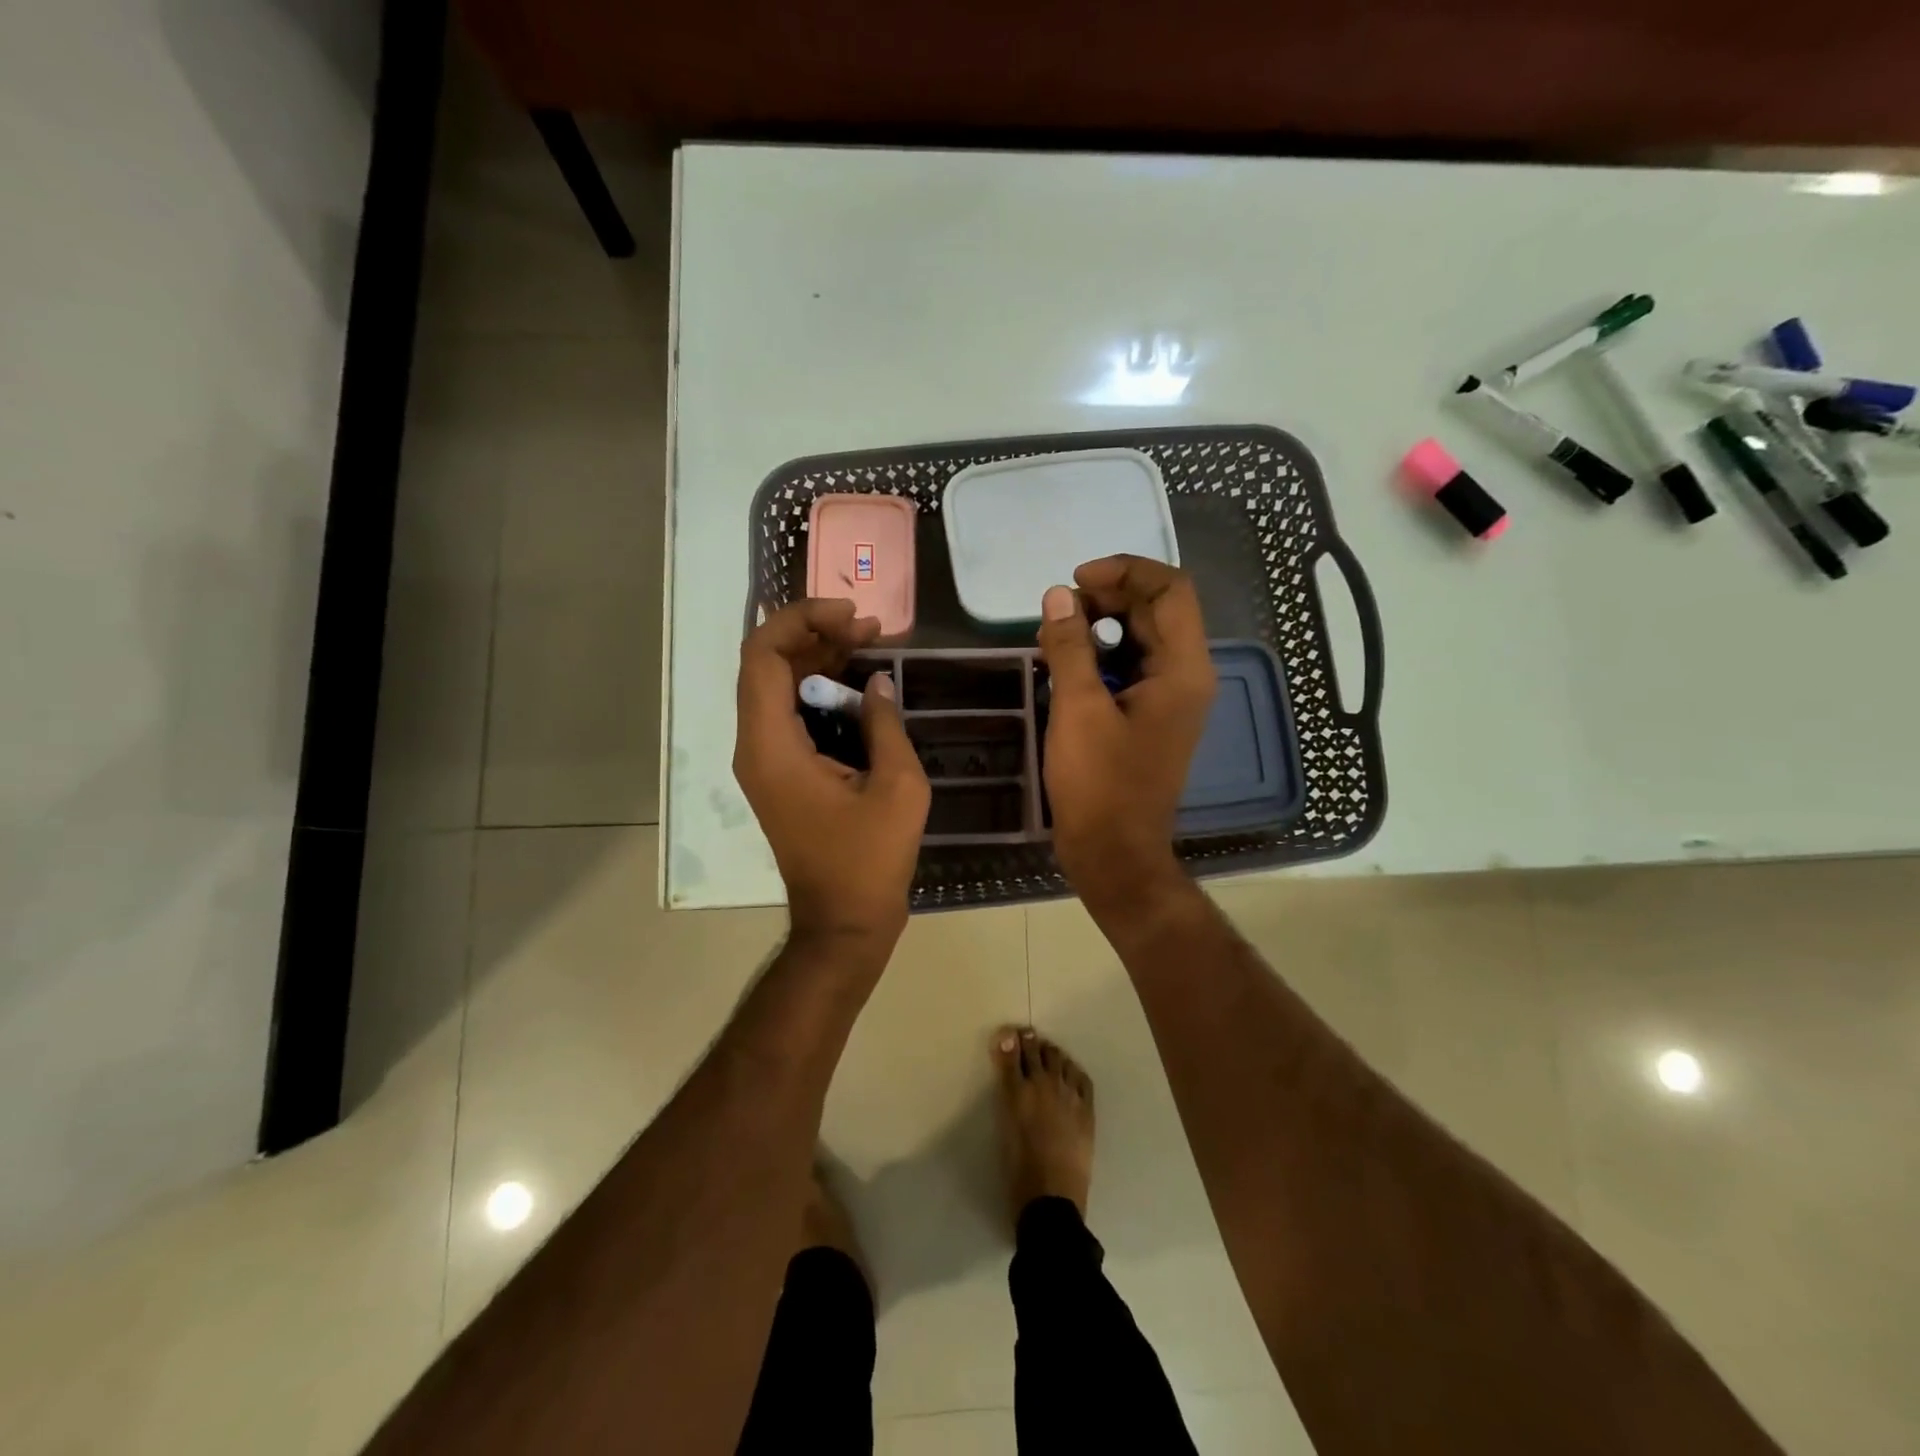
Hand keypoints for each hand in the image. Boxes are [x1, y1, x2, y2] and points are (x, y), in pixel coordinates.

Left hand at [734, 599, 930, 947]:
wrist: (843, 923)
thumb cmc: (869, 860)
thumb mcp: (897, 787)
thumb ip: (885, 724)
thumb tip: (877, 682)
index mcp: (771, 746)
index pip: (763, 656)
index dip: (801, 621)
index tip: (851, 616)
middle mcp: (756, 747)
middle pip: (768, 665)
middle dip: (816, 635)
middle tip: (870, 629)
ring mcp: (765, 762)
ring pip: (779, 687)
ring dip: (819, 660)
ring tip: (871, 645)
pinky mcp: (781, 774)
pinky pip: (791, 715)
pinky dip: (820, 692)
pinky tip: (860, 686)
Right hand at [1037, 556, 1215, 907]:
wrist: (1114, 853)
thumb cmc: (1100, 783)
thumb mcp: (1078, 709)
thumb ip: (1070, 647)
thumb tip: (1058, 597)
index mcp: (1183, 669)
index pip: (1170, 590)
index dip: (1125, 571)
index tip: (1076, 581)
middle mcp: (1186, 676)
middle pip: (1156, 610)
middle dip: (1107, 597)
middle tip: (1058, 609)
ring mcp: (1169, 698)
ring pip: (1140, 638)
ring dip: (1099, 626)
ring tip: (1054, 635)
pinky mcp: (1149, 716)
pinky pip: (1129, 668)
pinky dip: (1099, 656)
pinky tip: (1063, 664)